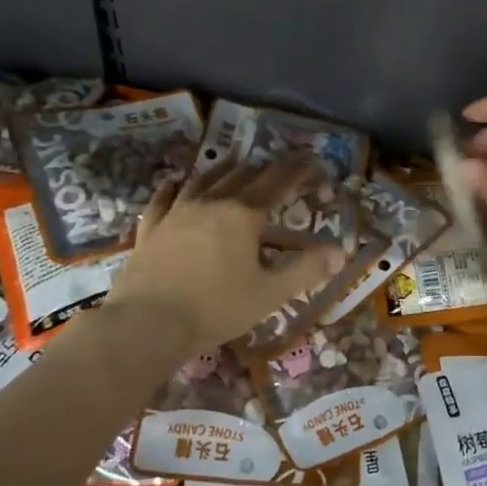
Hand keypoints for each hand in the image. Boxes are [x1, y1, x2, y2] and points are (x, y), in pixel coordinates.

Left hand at [99, 160, 346, 363]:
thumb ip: (306, 270)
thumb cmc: (215, 309)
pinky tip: (175, 181)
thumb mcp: (270, 294)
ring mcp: (177, 213)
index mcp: (244, 215)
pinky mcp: (151, 229)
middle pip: (242, 176)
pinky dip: (173, 187)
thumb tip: (340, 252)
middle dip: (264, 168)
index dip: (297, 171)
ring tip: (235, 162)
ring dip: (224, 169)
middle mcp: (212, 203)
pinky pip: (163, 199)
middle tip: (278, 167)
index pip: (277, 183)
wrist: (146, 324)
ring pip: (204, 180)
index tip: (311, 161)